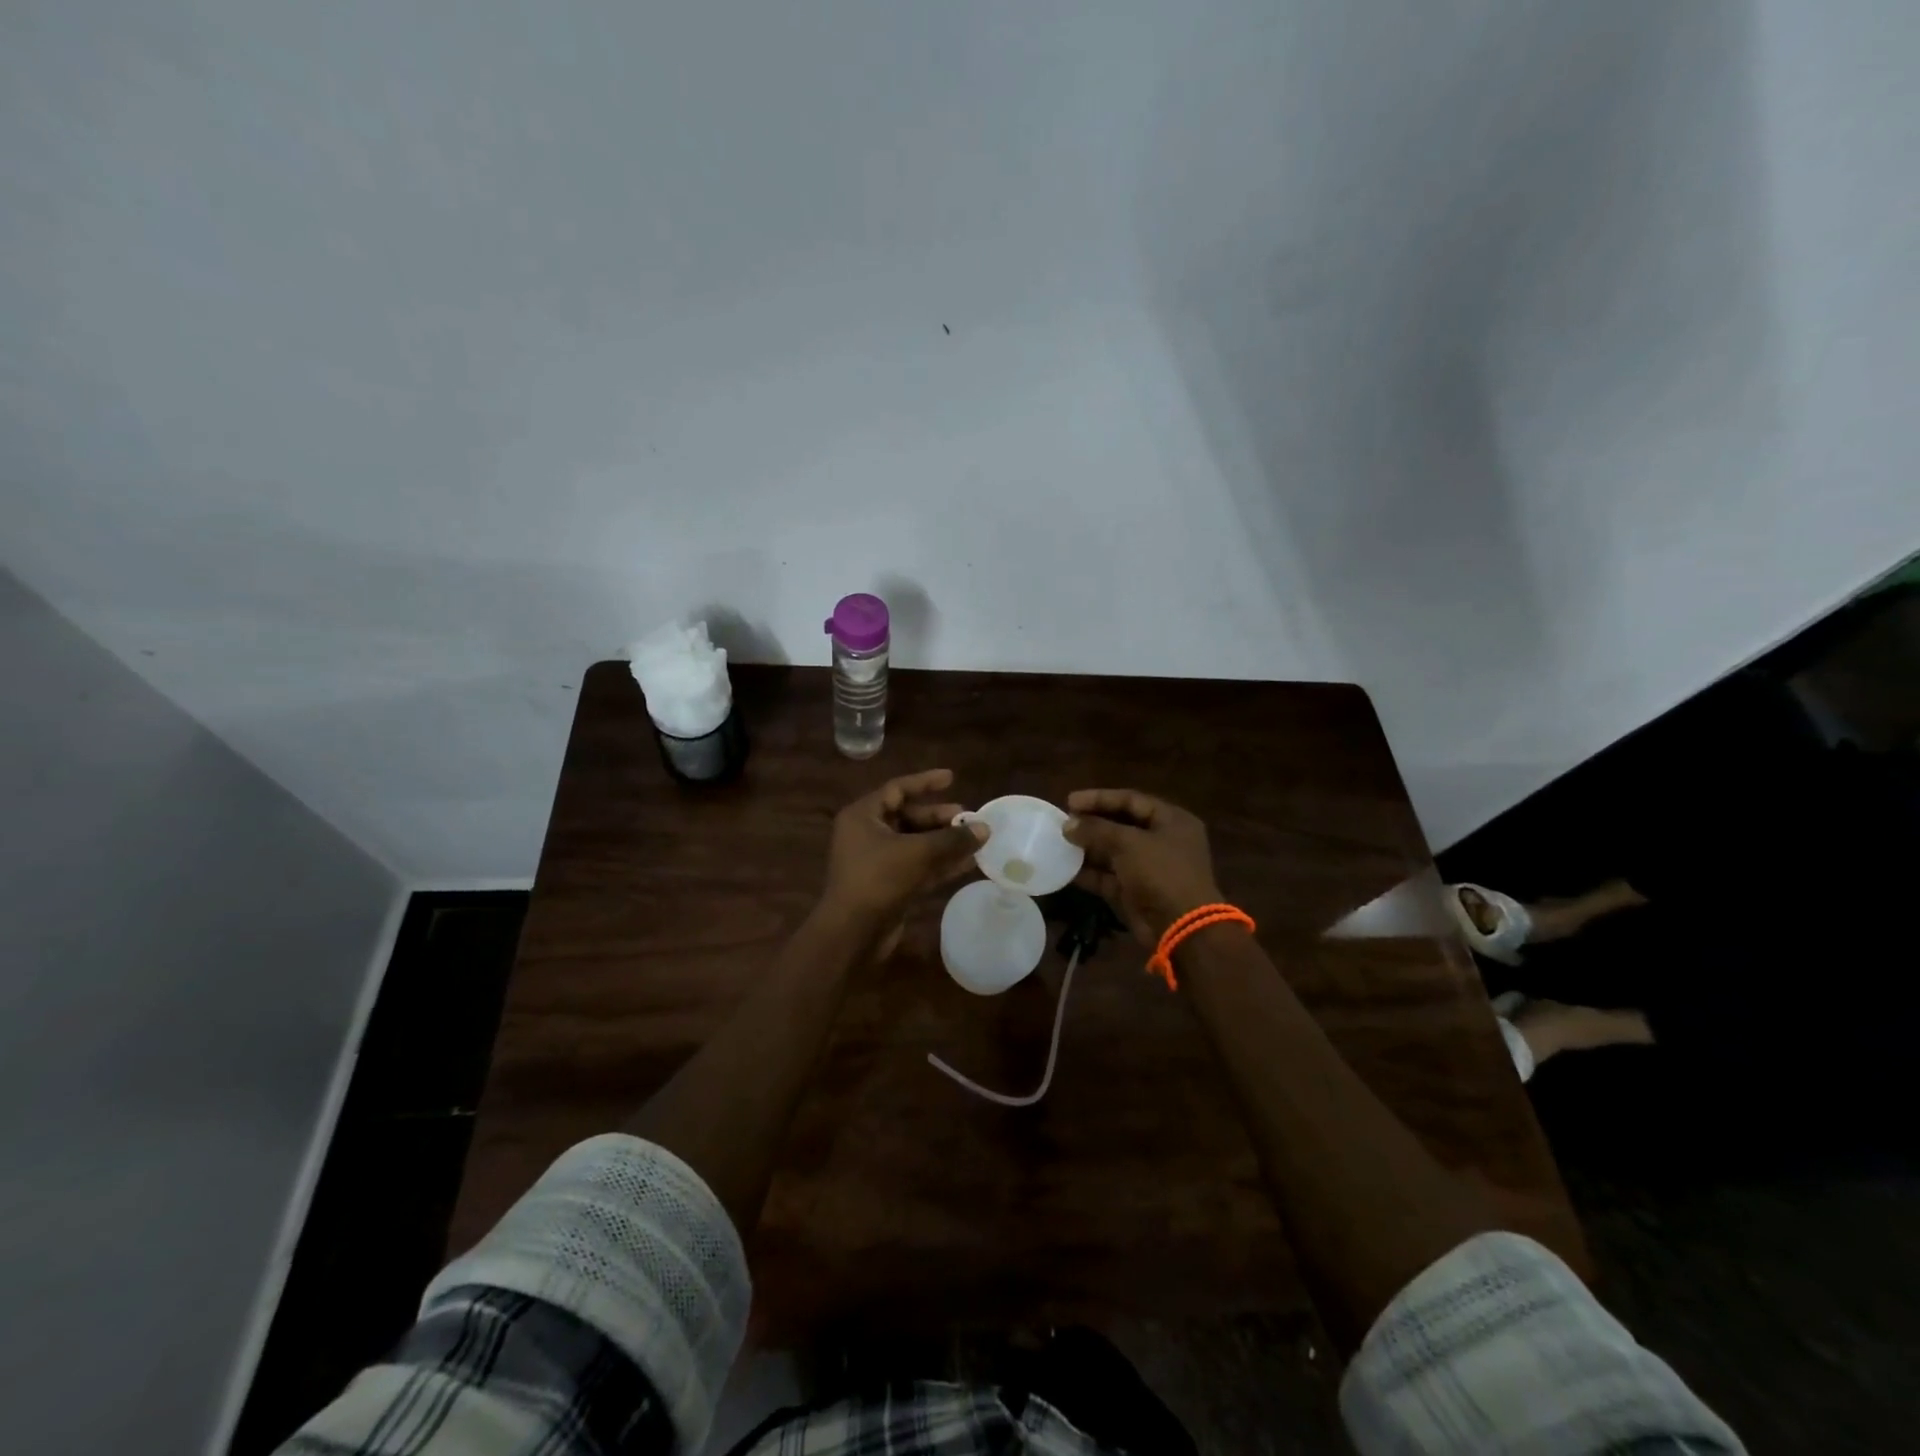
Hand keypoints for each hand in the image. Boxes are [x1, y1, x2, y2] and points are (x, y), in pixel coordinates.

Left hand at [819, 769, 986, 937]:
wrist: (852, 933)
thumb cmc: (879, 880)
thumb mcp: (918, 853)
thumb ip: (953, 838)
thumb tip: (984, 828)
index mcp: (863, 816)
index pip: (897, 789)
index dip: (925, 783)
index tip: (952, 778)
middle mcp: (867, 834)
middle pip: (908, 817)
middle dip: (940, 818)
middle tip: (969, 818)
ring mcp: (877, 861)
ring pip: (915, 843)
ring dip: (944, 842)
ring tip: (975, 840)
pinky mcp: (888, 885)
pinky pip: (917, 866)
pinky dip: (939, 863)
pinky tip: (967, 863)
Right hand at [1063, 789, 1222, 944]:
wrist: (1181, 928)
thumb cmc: (1161, 873)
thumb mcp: (1128, 843)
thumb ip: (1096, 830)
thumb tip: (1068, 824)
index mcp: (1171, 821)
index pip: (1131, 800)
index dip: (1100, 798)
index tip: (1070, 801)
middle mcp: (1162, 841)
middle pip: (1121, 825)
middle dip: (1091, 823)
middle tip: (1063, 821)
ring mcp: (1148, 869)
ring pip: (1112, 852)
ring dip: (1087, 848)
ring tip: (1059, 842)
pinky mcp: (1134, 892)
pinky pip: (1108, 877)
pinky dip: (1089, 873)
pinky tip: (1064, 868)